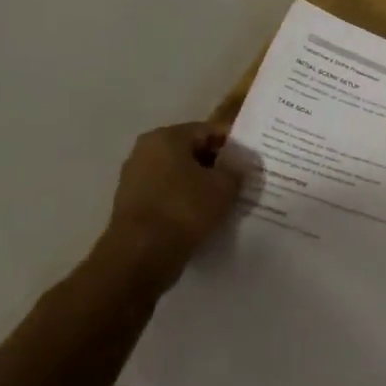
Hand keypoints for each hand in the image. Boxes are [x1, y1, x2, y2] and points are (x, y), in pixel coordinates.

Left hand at [105, 122, 242, 285]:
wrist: (141, 254)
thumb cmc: (184, 209)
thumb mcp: (224, 186)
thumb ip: (237, 169)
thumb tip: (242, 163)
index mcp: (165, 137)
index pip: (208, 130)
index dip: (233, 144)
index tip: (252, 160)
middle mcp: (145, 151)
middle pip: (191, 151)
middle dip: (217, 165)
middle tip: (242, 181)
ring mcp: (135, 179)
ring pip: (180, 175)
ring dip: (202, 185)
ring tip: (226, 201)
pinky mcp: (133, 205)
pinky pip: (168, 195)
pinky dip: (186, 202)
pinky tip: (204, 216)